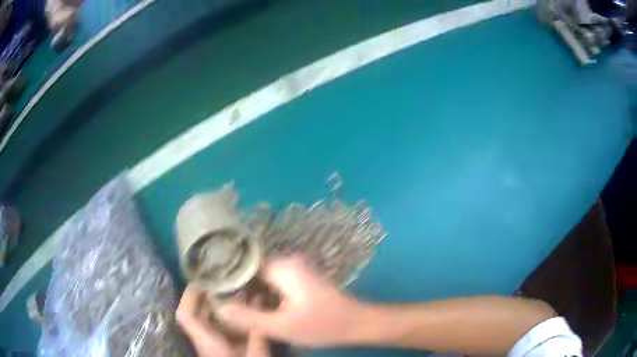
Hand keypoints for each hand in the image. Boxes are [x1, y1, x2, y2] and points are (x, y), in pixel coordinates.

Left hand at [177, 284, 269, 356]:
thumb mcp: (255, 355)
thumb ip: (257, 332)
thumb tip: (259, 302)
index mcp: (207, 342)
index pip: (185, 316)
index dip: (189, 296)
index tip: (203, 279)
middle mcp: (203, 340)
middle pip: (193, 313)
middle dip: (204, 295)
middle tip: (223, 281)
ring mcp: (210, 344)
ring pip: (203, 319)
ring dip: (213, 304)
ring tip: (231, 291)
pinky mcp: (218, 347)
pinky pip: (214, 326)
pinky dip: (221, 315)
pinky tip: (238, 311)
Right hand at [218, 255, 365, 346]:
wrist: (357, 323)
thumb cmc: (322, 325)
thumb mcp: (281, 326)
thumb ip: (248, 318)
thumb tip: (219, 307)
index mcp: (282, 267)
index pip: (243, 265)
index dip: (227, 279)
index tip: (215, 293)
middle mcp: (288, 261)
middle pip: (252, 270)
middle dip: (238, 287)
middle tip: (222, 302)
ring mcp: (296, 269)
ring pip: (262, 277)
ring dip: (251, 291)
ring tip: (234, 306)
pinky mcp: (301, 279)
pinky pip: (274, 282)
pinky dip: (264, 293)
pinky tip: (256, 307)